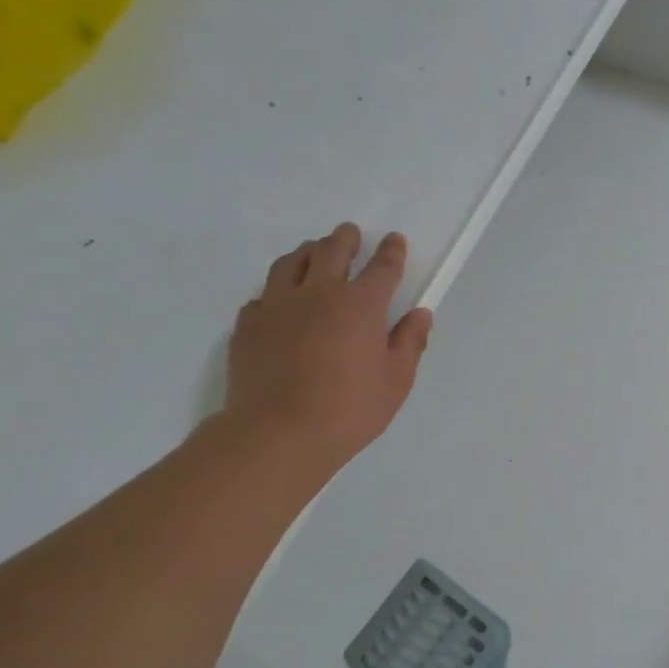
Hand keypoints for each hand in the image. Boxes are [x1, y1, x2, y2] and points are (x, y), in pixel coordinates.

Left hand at [222, 223, 432, 480]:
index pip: (382, 268)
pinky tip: (280, 300)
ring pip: (291, 263)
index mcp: (361, 305)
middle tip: (350, 234)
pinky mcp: (249, 324)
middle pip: (332, 251)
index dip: (391, 252)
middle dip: (345, 239)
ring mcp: (278, 305)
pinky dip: (277, 290)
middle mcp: (319, 294)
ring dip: (308, 252)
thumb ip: (409, 343)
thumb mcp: (396, 382)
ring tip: (314, 252)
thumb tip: (419, 314)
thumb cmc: (349, 410)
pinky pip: (264, 295)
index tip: (394, 240)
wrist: (279, 433)